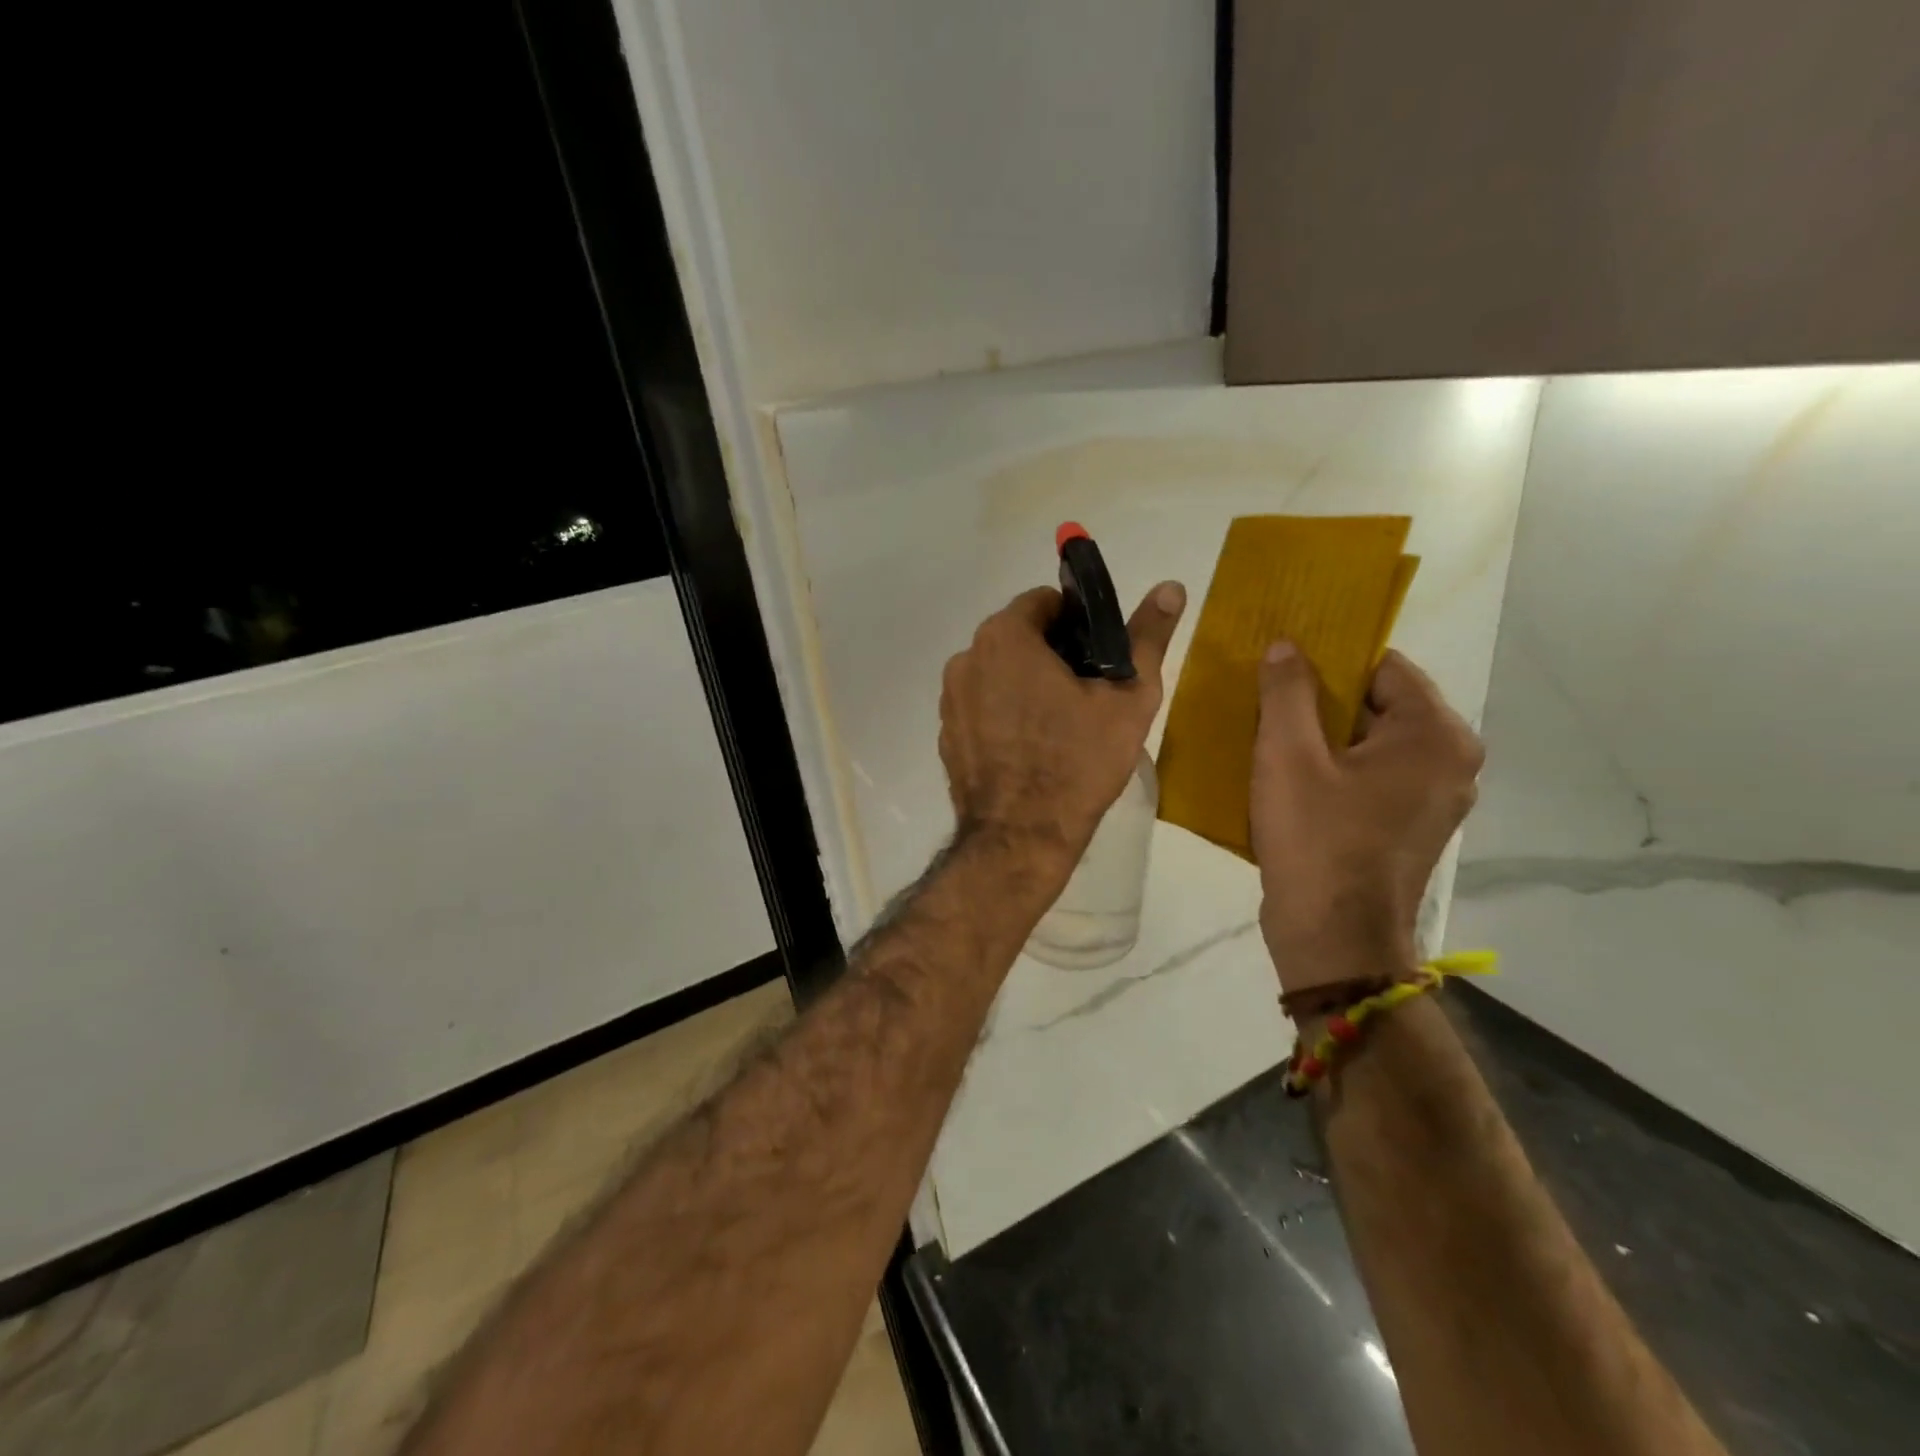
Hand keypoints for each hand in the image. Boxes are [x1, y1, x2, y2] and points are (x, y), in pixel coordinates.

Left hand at [939, 582, 1185, 873]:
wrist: (1021, 838)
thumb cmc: (1078, 762)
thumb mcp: (1127, 698)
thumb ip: (1147, 637)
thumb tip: (1171, 586)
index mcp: (1004, 637)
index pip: (1044, 603)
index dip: (1078, 624)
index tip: (1098, 658)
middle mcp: (966, 659)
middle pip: (1018, 637)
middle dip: (1052, 655)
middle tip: (1086, 694)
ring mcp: (949, 700)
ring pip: (998, 673)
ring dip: (1026, 684)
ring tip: (1060, 725)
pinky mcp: (946, 735)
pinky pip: (981, 707)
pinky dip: (1003, 714)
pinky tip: (1030, 749)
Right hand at [1251, 644, 1483, 992]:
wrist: (1334, 939)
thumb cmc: (1315, 839)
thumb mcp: (1287, 755)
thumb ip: (1287, 692)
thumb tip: (1287, 646)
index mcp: (1435, 735)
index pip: (1383, 665)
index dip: (1330, 658)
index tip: (1282, 663)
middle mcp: (1451, 760)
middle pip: (1380, 704)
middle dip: (1323, 699)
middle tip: (1267, 699)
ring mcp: (1435, 798)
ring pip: (1373, 742)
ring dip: (1325, 736)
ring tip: (1271, 735)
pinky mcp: (1411, 826)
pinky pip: (1373, 776)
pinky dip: (1336, 768)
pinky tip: (1291, 777)